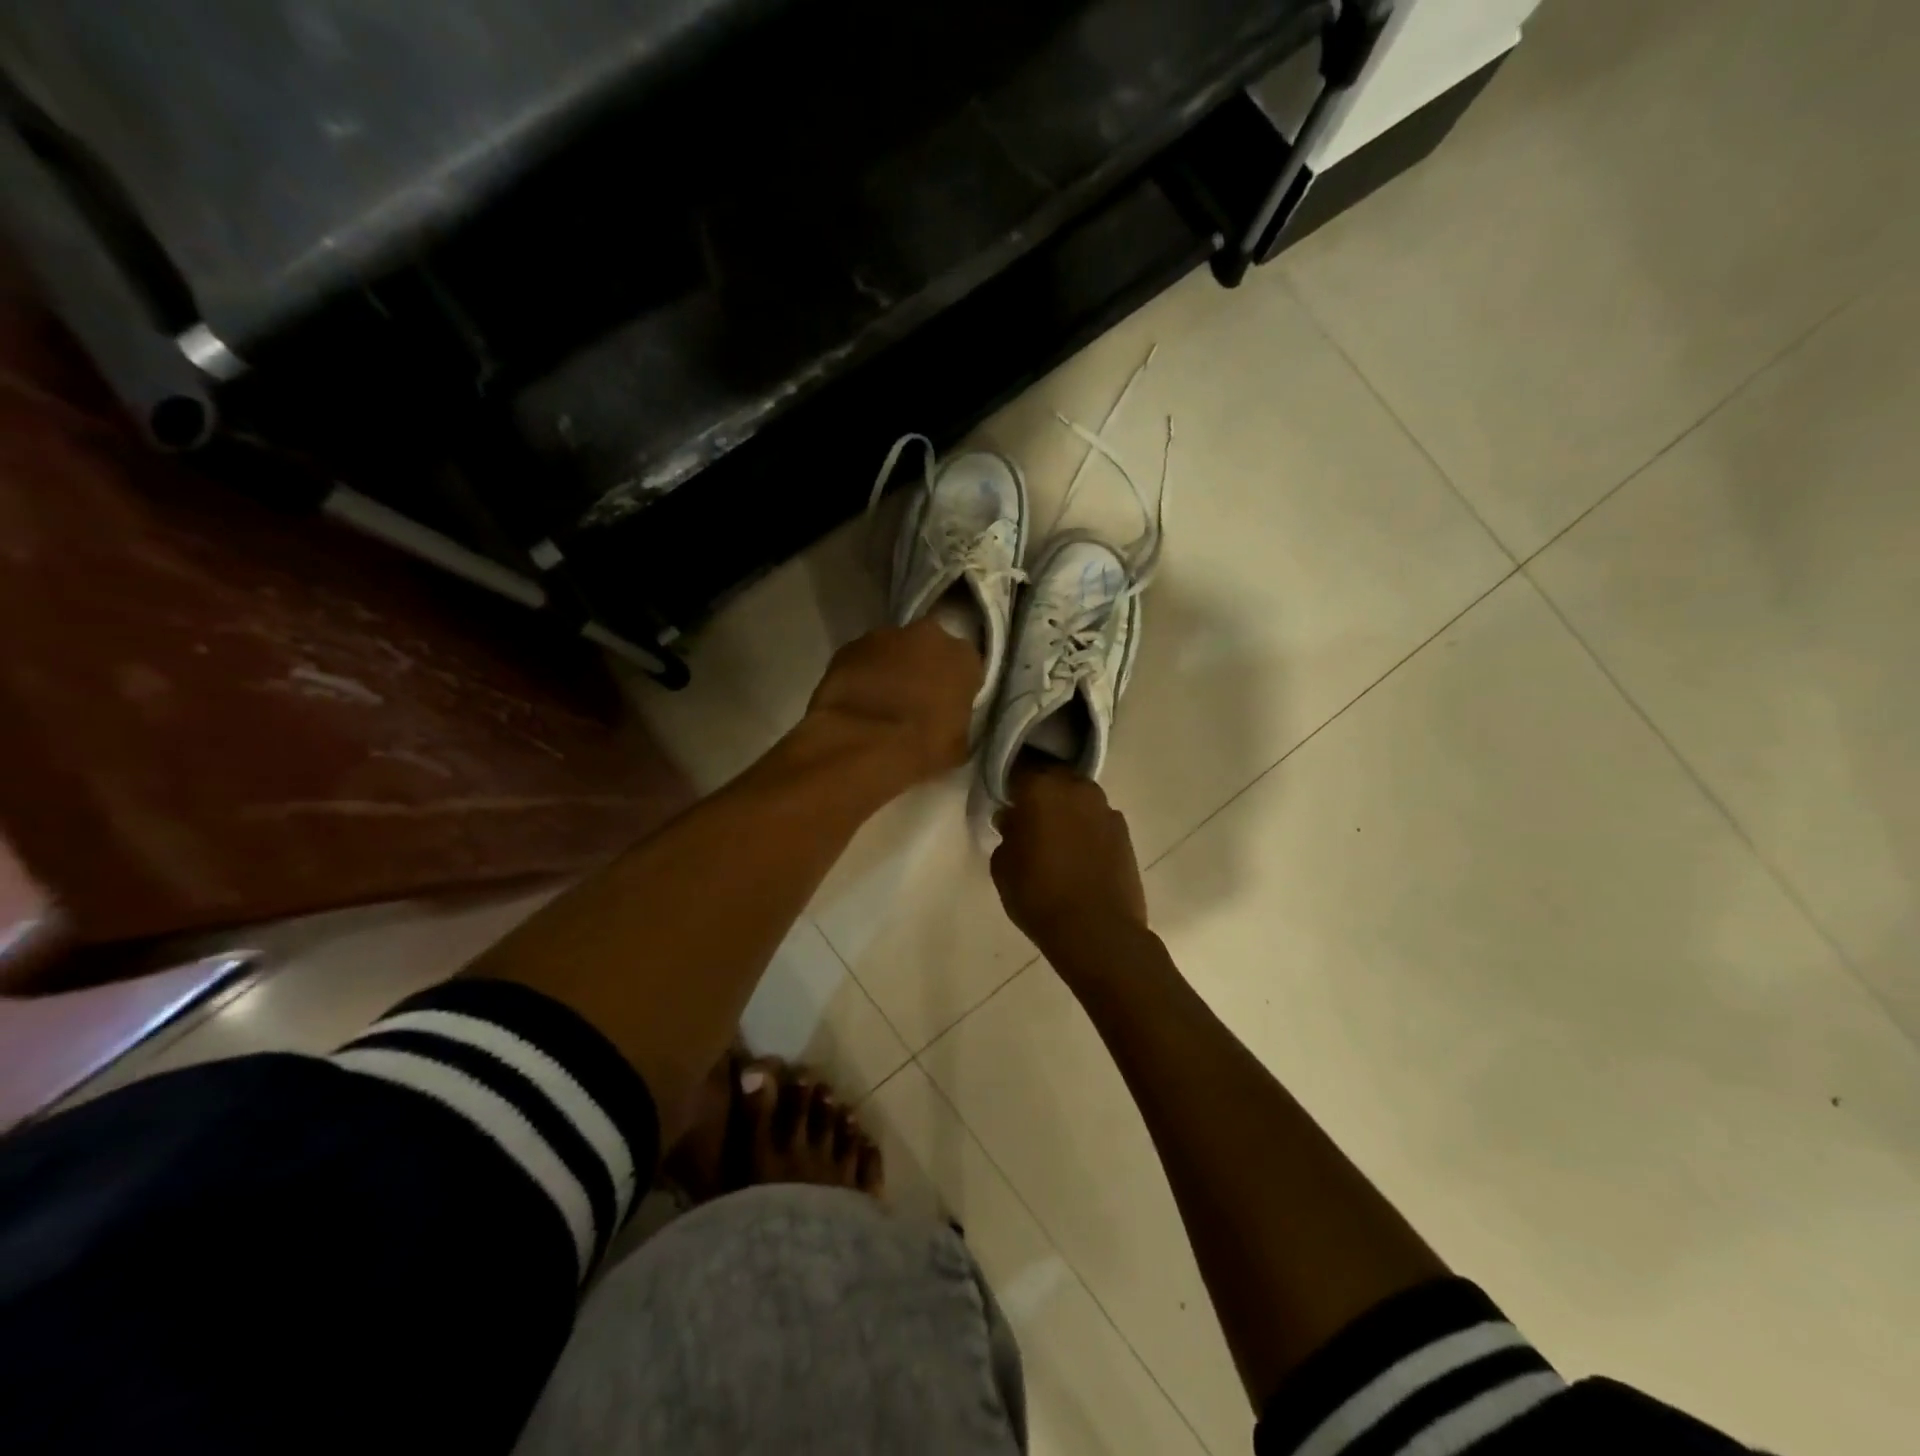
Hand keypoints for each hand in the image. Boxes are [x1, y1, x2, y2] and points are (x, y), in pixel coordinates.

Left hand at [805, 620, 982, 782]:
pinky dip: (862, 675)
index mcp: (963, 658)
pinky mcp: (848, 647)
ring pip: (894, 650)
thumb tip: (946, 720)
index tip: (947, 707)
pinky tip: (857, 702)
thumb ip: (956, 720)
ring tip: (881, 703)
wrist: (861, 745)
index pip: (966, 667)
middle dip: (923, 669)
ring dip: (891, 669)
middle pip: (929, 649)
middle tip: (915, 701)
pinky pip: (862, 660)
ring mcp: (884, 636)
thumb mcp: (958, 745)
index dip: (956, 687)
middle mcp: (928, 636)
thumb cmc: (921, 748)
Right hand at [991, 762, 1147, 952]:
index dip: (1010, 785)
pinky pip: (1097, 819)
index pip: (1019, 770)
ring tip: (1056, 837)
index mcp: (1041, 788)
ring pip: (1079, 797)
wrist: (1097, 931)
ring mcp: (1105, 808)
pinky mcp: (1125, 832)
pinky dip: (1087, 828)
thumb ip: (1007, 834)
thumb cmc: (1039, 895)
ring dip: (1067, 809)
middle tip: (1029, 817)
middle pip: (1054, 778)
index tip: (1005, 801)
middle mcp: (1076, 788)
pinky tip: (1079, 853)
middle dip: (1041, 792)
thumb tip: (1014, 820)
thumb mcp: (1003, 867)